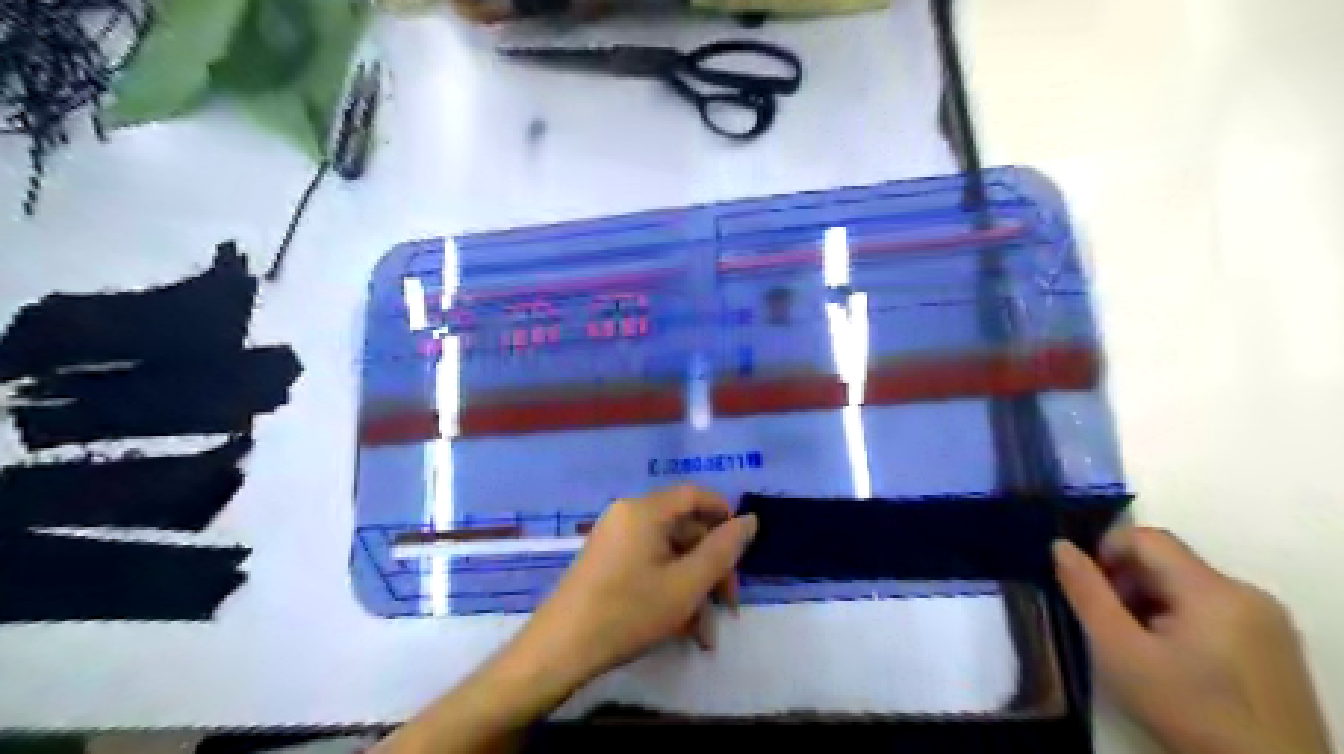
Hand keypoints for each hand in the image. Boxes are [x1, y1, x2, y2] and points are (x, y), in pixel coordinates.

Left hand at [371, 485, 761, 749]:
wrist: (560, 650)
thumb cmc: (628, 612)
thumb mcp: (686, 584)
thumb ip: (723, 550)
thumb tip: (750, 520)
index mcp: (645, 510)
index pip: (695, 495)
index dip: (725, 517)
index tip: (745, 550)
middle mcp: (628, 515)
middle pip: (684, 529)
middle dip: (712, 568)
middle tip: (729, 605)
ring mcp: (615, 539)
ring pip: (669, 554)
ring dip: (694, 588)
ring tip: (707, 633)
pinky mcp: (607, 562)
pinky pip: (649, 565)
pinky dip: (670, 591)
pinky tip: (684, 630)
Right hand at [1062, 530, 1331, 752]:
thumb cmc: (1187, 710)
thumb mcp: (1119, 651)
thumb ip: (1086, 593)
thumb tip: (1060, 546)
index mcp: (1213, 589)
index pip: (1146, 538)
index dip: (1107, 553)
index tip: (1090, 592)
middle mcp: (1247, 592)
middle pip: (1167, 562)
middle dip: (1128, 584)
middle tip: (1110, 626)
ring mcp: (1268, 620)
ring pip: (1187, 587)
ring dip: (1151, 604)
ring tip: (1139, 648)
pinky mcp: (1276, 645)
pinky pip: (1213, 610)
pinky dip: (1181, 622)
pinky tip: (1174, 662)